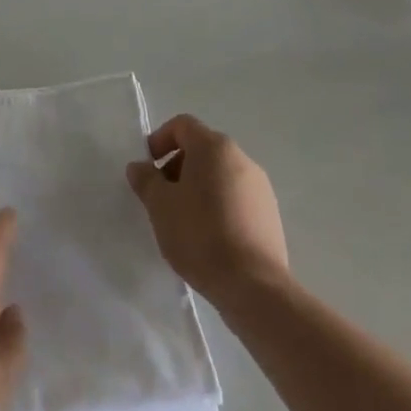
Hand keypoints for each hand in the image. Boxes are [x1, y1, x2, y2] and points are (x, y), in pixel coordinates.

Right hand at [126, 114, 288, 306]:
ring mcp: (260, 187)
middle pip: (202, 149)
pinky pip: (236, 198)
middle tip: (162, 197)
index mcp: (214, 147)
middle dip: (177, 167)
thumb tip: (140, 167)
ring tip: (184, 221)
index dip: (160, 140)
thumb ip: (146, 180)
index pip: (182, 125)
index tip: (148, 168)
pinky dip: (218, 206)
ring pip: (220, 175)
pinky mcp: (270, 214)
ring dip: (198, 188)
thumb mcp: (160, 206)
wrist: (253, 285)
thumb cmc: (199, 235)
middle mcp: (241, 158)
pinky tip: (208, 237)